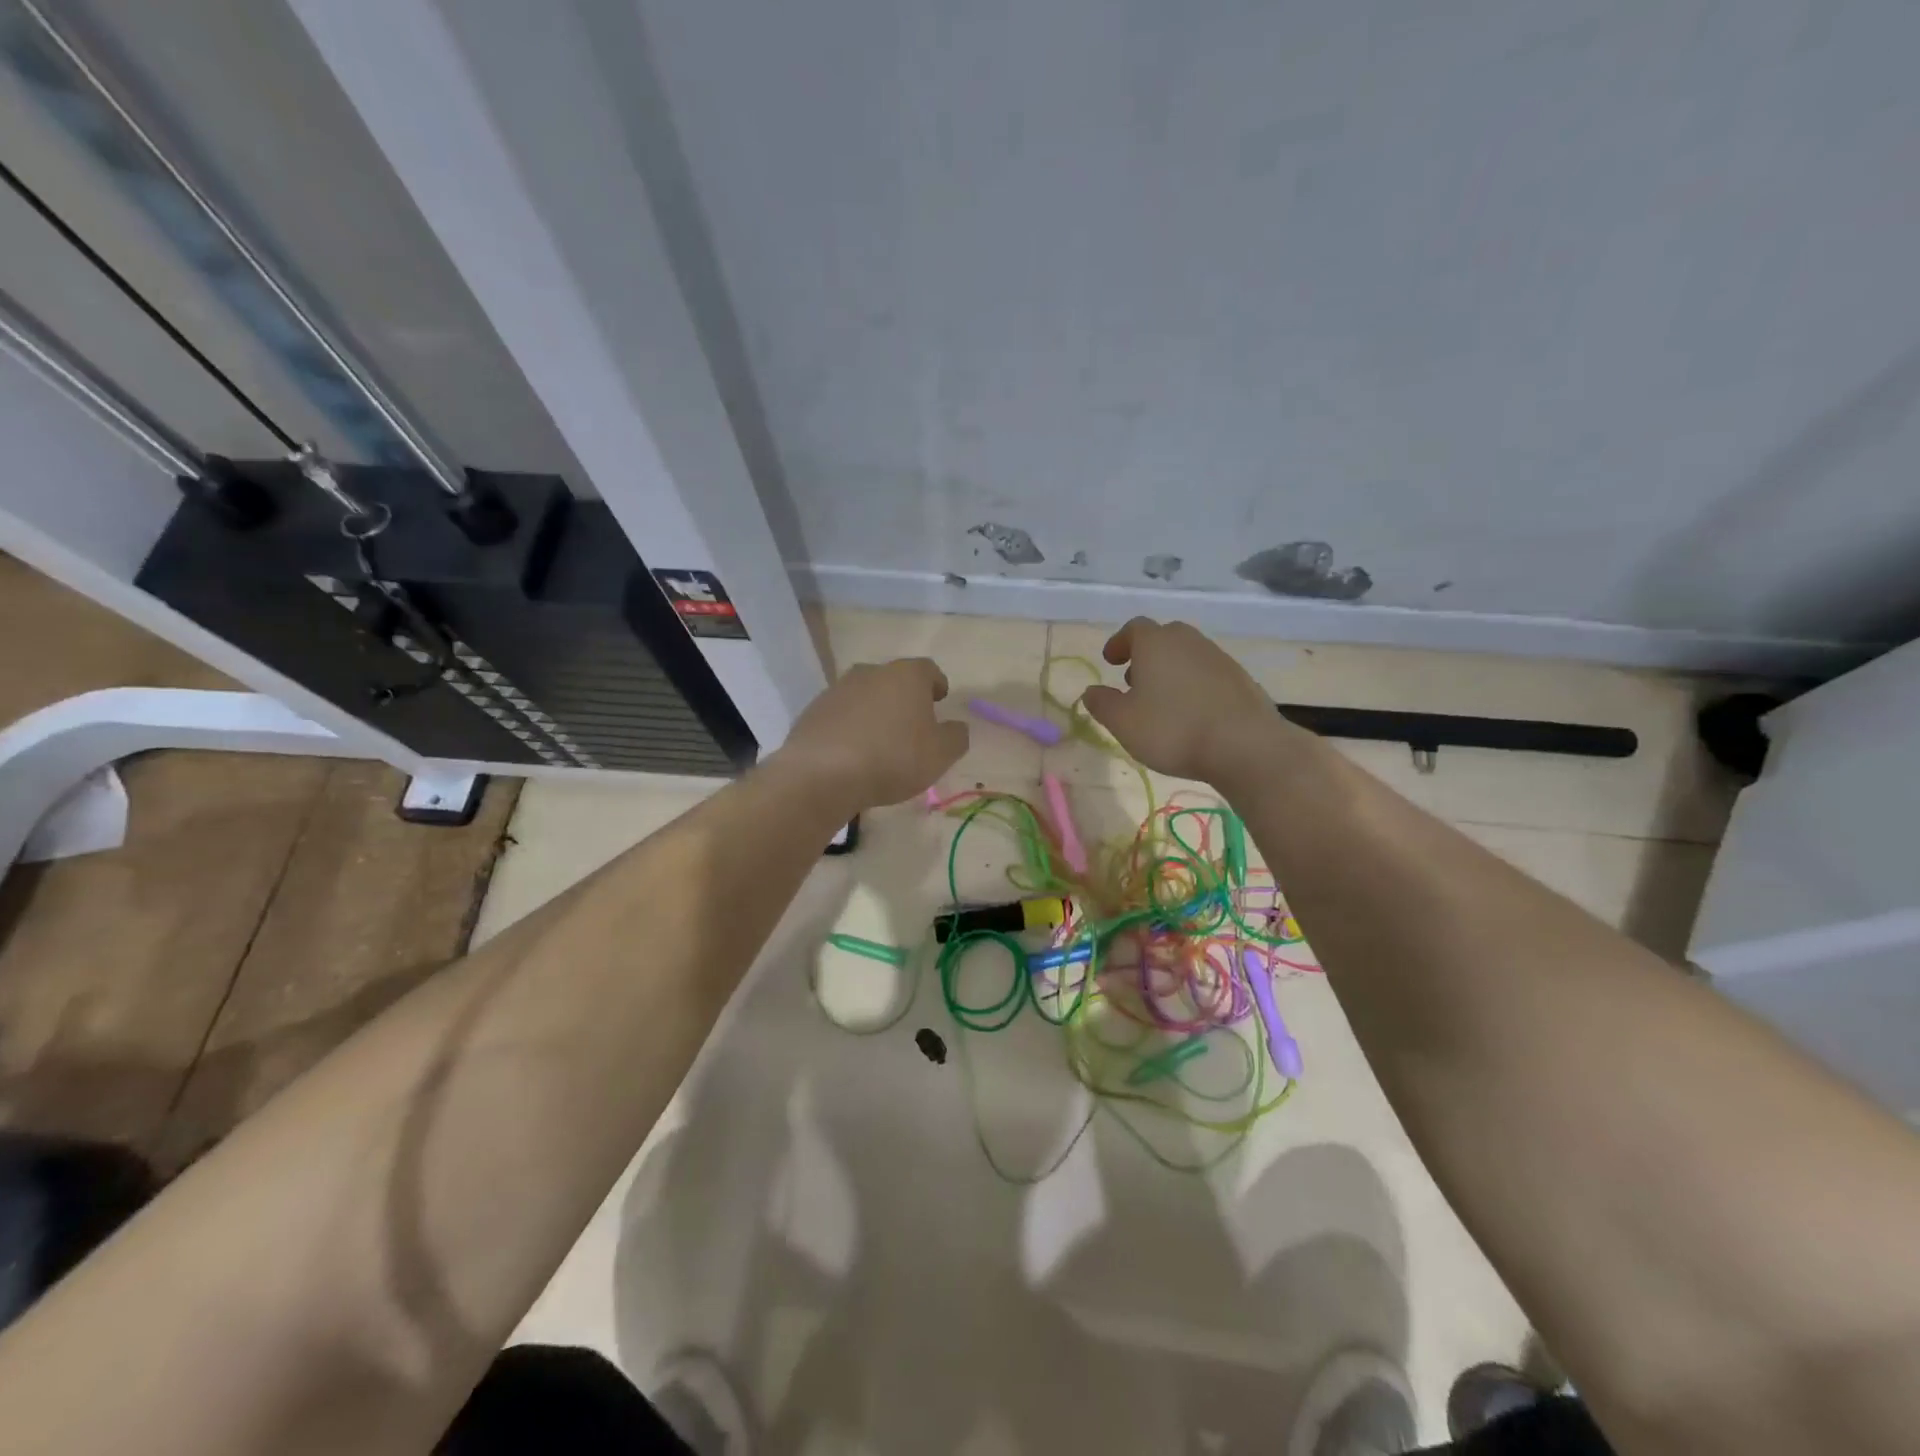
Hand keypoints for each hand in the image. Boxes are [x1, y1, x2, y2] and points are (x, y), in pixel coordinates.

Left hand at [777, 658, 969, 811]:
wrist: (822, 774)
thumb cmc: (893, 758)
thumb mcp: (940, 754)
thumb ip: (956, 737)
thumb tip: (956, 727)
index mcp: (907, 676)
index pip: (928, 669)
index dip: (936, 684)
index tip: (940, 699)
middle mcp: (871, 672)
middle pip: (894, 680)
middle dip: (904, 698)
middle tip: (912, 724)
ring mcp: (838, 689)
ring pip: (865, 696)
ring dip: (875, 712)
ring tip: (881, 741)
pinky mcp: (813, 710)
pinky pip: (841, 715)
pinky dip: (850, 727)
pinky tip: (853, 753)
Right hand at [1080, 619, 1277, 781]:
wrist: (1245, 745)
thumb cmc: (1173, 729)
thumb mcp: (1123, 722)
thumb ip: (1102, 704)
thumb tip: (1091, 691)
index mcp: (1156, 643)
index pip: (1134, 628)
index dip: (1119, 643)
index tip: (1110, 661)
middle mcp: (1188, 641)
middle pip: (1163, 638)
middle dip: (1146, 656)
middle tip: (1134, 681)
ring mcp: (1219, 658)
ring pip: (1187, 655)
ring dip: (1171, 671)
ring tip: (1162, 701)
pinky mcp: (1241, 679)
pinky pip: (1208, 674)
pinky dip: (1194, 685)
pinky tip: (1192, 713)